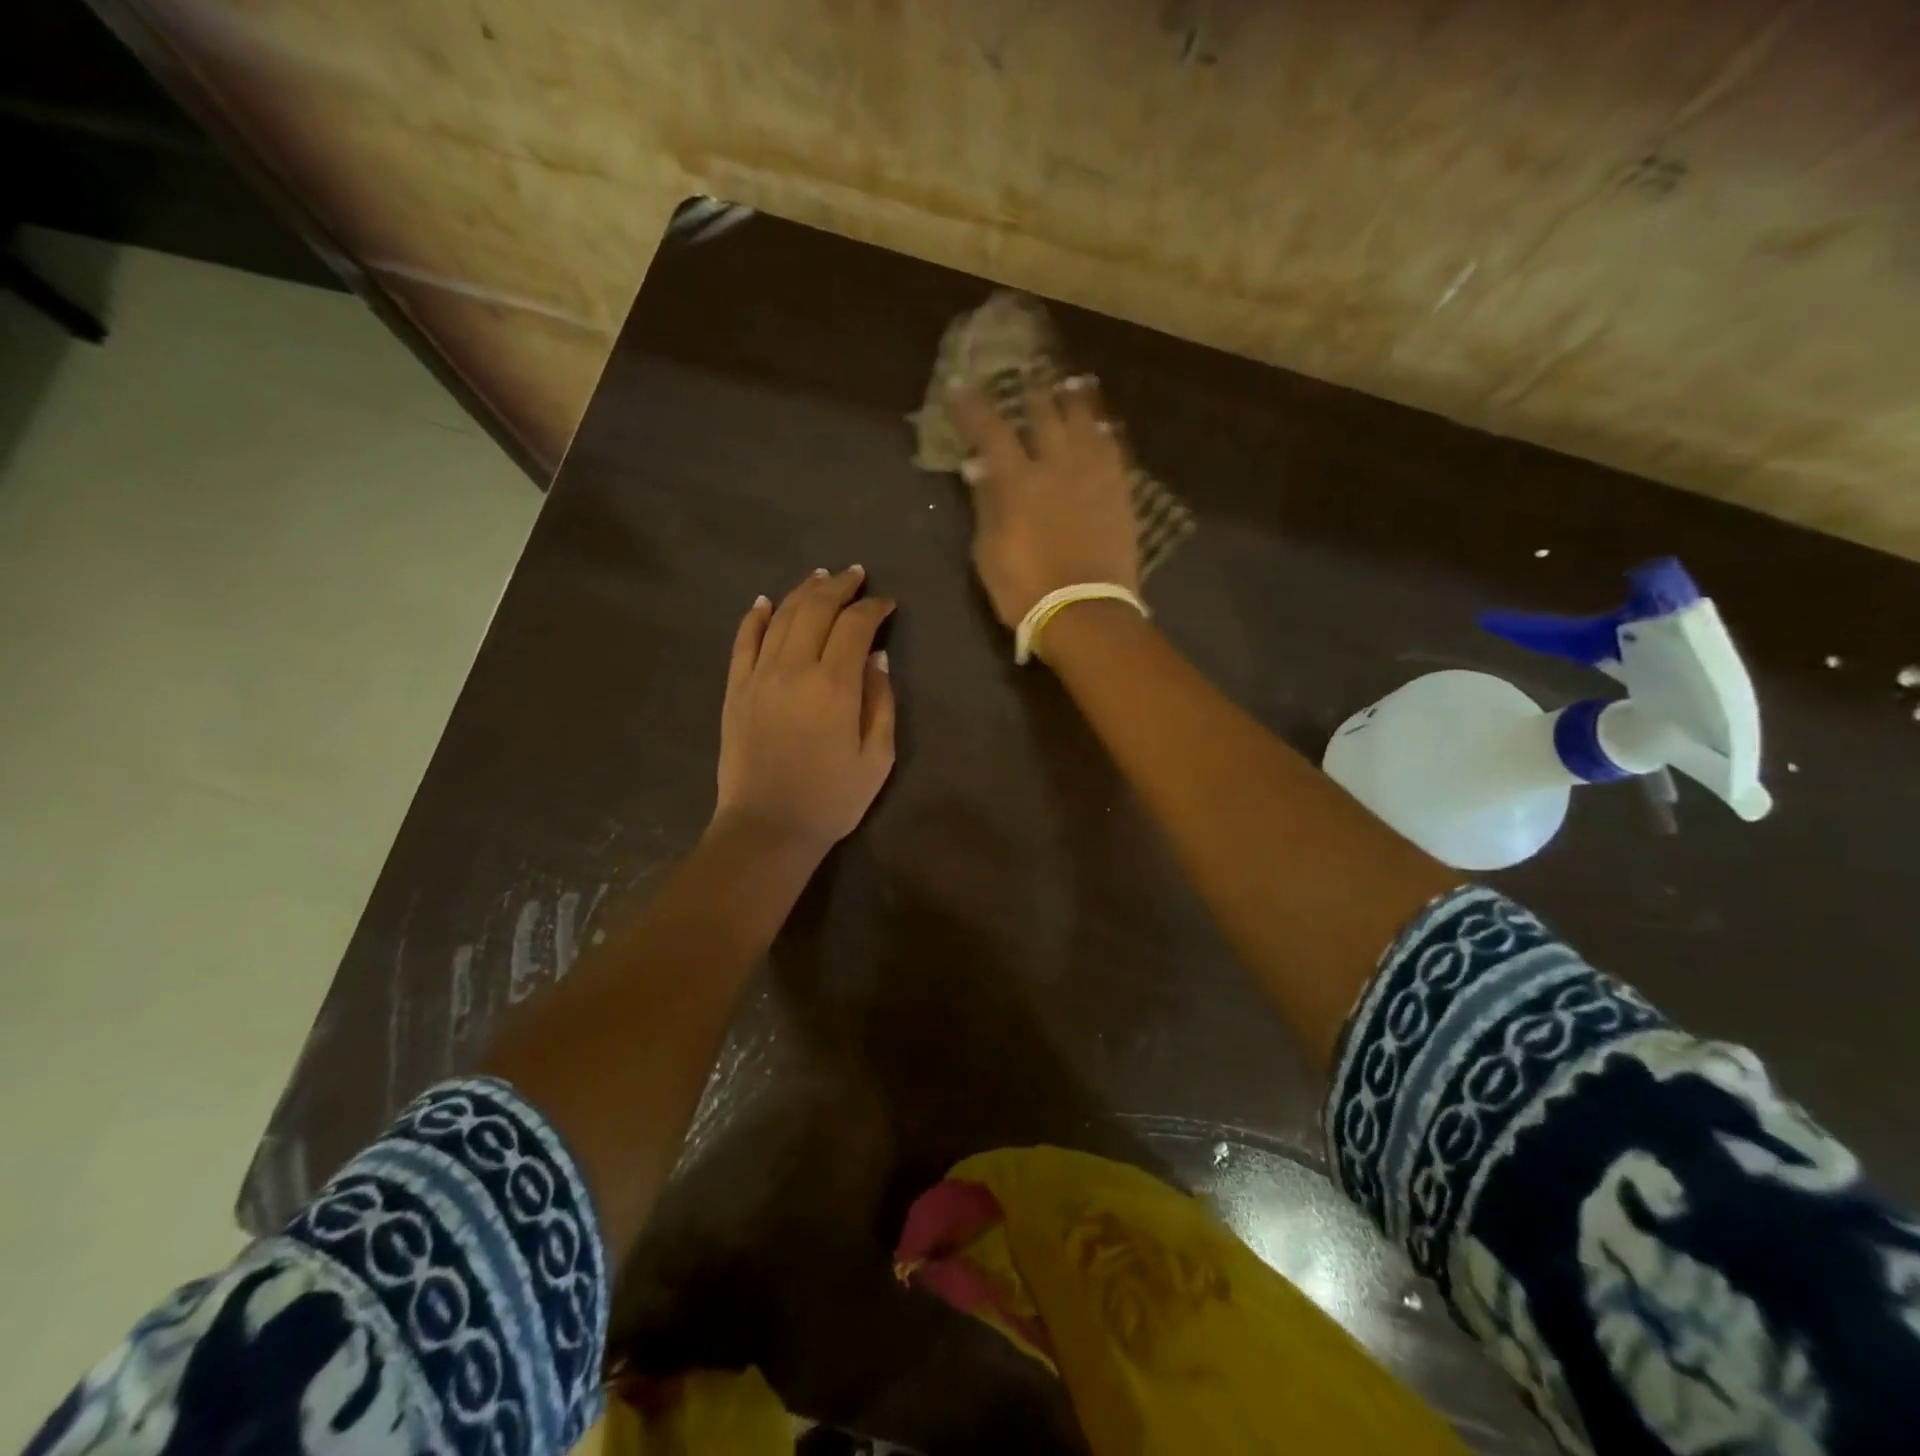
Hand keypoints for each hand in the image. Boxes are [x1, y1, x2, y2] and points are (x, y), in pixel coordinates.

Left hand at [714, 566, 896, 852]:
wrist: (767, 828)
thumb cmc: (832, 799)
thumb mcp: (877, 758)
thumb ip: (881, 703)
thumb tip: (878, 658)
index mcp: (835, 686)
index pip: (855, 626)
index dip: (873, 608)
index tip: (887, 604)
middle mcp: (794, 669)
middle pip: (816, 609)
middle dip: (839, 586)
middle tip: (855, 574)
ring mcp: (759, 677)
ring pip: (780, 617)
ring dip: (803, 592)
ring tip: (820, 577)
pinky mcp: (735, 690)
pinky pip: (743, 642)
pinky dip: (754, 617)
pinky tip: (764, 601)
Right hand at [953, 375, 1138, 627]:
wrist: (1084, 612)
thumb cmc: (1024, 589)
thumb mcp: (989, 552)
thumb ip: (985, 505)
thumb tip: (978, 467)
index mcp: (1017, 481)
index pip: (991, 430)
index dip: (973, 406)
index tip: (960, 384)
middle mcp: (1056, 466)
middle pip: (1044, 414)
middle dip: (1032, 390)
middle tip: (1028, 370)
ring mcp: (1093, 476)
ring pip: (1086, 423)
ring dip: (1076, 400)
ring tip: (1073, 382)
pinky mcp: (1120, 493)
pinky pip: (1115, 451)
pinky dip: (1107, 434)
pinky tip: (1105, 425)